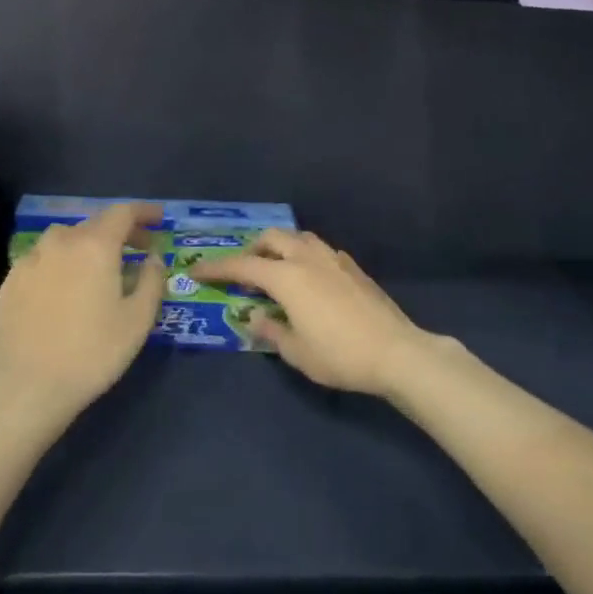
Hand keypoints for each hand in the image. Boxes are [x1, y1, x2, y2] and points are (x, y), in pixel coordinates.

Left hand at [0, 202, 165, 429]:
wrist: (32, 387)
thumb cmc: (95, 352)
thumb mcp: (139, 318)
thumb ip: (151, 279)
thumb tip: (152, 257)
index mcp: (95, 246)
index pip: (122, 213)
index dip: (143, 212)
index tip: (159, 219)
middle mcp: (60, 243)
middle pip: (94, 224)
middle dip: (119, 232)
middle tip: (137, 250)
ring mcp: (29, 261)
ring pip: (63, 240)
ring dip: (86, 245)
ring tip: (98, 268)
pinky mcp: (9, 283)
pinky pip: (41, 261)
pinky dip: (60, 264)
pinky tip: (65, 288)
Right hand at [192, 230, 431, 396]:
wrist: (396, 353)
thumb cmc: (339, 355)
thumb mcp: (296, 352)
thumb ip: (270, 330)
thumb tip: (254, 316)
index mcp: (288, 277)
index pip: (243, 266)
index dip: (216, 268)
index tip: (196, 271)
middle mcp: (309, 259)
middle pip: (273, 238)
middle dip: (253, 249)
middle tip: (244, 271)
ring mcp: (335, 260)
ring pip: (301, 238)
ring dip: (281, 247)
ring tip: (276, 270)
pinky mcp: (355, 269)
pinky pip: (322, 251)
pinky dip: (305, 256)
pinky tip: (310, 279)